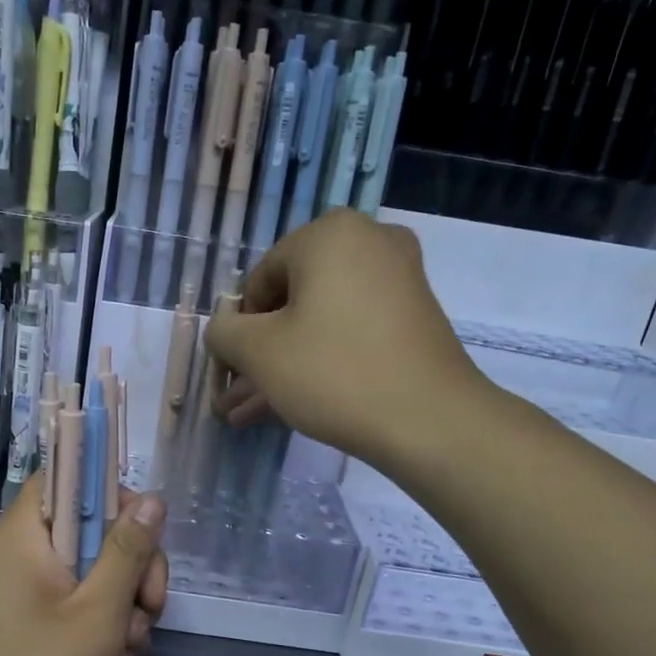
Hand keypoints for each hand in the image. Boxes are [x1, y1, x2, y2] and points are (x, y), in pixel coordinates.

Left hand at [0, 475, 167, 655]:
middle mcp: (9, 553)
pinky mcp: (13, 620)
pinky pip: (62, 599)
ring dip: (116, 600)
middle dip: (127, 564)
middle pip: (82, 528)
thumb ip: (129, 550)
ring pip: (80, 569)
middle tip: (150, 606)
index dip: (108, 492)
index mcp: (20, 535)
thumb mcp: (101, 610)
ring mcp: (9, 589)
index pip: (63, 477)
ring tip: (129, 644)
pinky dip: (91, 619)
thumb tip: (151, 499)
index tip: (142, 530)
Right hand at [204, 208, 483, 464]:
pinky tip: (290, 406)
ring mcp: (397, 280)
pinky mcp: (413, 317)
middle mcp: (368, 242)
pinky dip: (321, 362)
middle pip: (292, 301)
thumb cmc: (333, 373)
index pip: (260, 279)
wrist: (431, 421)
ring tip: (249, 414)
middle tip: (236, 397)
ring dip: (283, 366)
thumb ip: (224, 332)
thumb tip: (224, 329)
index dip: (239, 329)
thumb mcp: (259, 353)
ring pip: (320, 323)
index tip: (232, 373)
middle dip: (259, 354)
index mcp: (329, 234)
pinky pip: (350, 333)